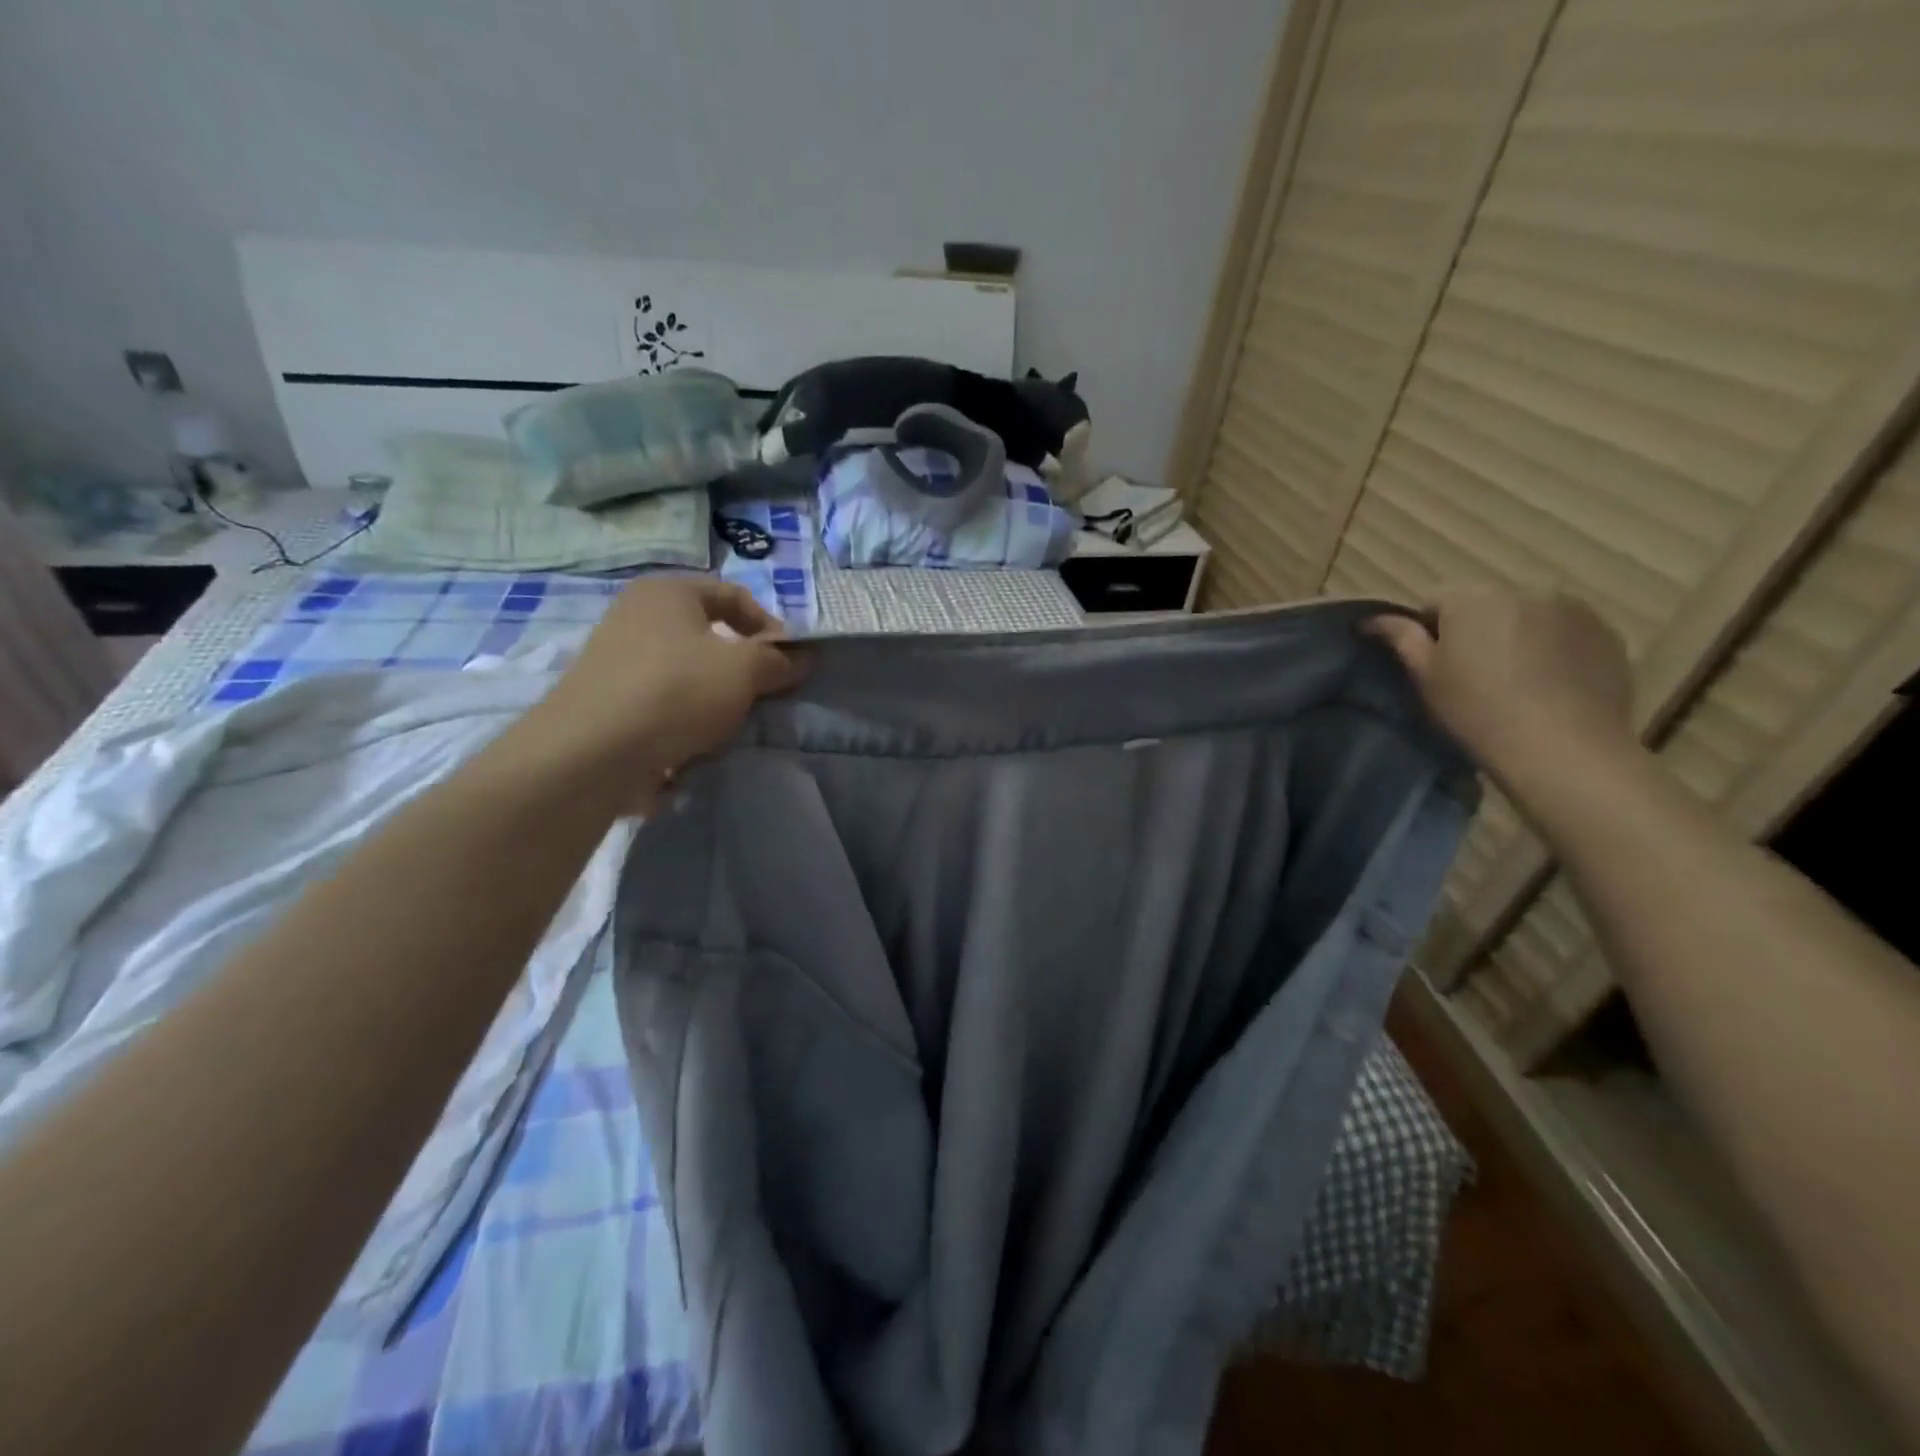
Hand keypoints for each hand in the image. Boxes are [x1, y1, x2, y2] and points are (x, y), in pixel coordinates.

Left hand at [513, 578, 802, 810]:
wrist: (592, 753)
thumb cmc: (676, 692)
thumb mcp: (744, 670)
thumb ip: (778, 660)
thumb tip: (803, 658)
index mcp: (667, 592)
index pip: (735, 596)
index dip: (771, 627)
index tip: (790, 664)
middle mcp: (636, 615)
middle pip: (709, 636)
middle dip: (742, 667)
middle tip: (764, 696)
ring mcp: (616, 659)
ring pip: (687, 673)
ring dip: (715, 697)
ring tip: (731, 726)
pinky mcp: (607, 701)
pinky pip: (662, 703)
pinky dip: (684, 720)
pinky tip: (695, 745)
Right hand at [1367, 586, 1634, 788]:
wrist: (1562, 748)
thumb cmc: (1477, 711)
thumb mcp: (1426, 677)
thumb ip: (1400, 638)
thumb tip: (1370, 619)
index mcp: (1472, 599)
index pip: (1435, 601)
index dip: (1428, 631)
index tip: (1433, 665)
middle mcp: (1524, 590)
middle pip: (1485, 605)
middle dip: (1476, 629)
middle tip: (1472, 676)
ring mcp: (1572, 609)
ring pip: (1527, 616)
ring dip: (1516, 636)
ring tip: (1516, 680)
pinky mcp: (1607, 632)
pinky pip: (1565, 632)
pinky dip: (1554, 648)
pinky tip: (1549, 684)